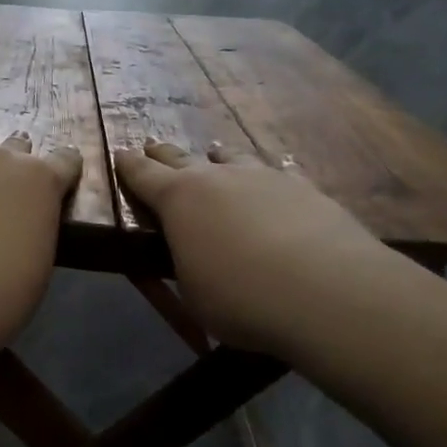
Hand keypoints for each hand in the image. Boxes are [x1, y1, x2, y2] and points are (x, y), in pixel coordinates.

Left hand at [0, 129, 81, 329]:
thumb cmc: (7, 289)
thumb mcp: (38, 259)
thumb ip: (30, 231)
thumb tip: (14, 232)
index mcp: (41, 181)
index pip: (65, 160)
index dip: (63, 167)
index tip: (60, 175)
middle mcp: (1, 159)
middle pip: (14, 144)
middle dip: (10, 160)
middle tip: (1, 188)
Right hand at [112, 141, 395, 353]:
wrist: (326, 290)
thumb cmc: (242, 299)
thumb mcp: (194, 293)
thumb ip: (187, 263)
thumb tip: (193, 252)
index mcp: (178, 199)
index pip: (142, 174)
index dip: (128, 165)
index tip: (120, 153)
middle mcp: (215, 176)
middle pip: (181, 157)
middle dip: (163, 154)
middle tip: (153, 146)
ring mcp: (260, 176)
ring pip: (231, 157)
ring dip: (217, 158)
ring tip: (215, 155)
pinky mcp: (301, 186)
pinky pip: (275, 172)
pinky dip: (266, 176)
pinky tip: (274, 179)